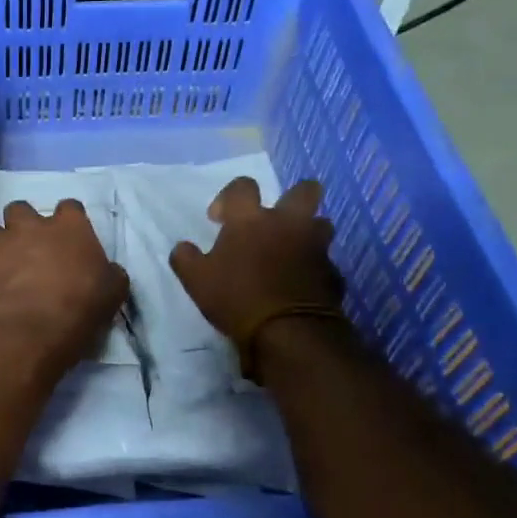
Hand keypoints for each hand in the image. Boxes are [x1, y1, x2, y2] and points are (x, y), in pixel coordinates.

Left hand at [0, 200, 128, 372]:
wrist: (35, 328)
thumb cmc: (82, 306)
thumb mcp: (113, 292)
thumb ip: (109, 274)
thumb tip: (109, 272)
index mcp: (69, 226)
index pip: (70, 207)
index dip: (69, 220)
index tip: (71, 236)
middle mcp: (31, 227)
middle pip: (19, 208)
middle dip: (22, 223)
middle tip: (29, 245)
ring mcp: (1, 245)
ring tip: (4, 263)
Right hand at [169, 177, 343, 340]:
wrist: (288, 331)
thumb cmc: (236, 298)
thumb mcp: (196, 281)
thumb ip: (186, 258)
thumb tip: (183, 248)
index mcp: (251, 219)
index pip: (243, 186)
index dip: (229, 197)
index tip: (219, 219)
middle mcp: (288, 223)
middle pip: (304, 190)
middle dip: (292, 199)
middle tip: (274, 221)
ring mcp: (315, 247)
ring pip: (320, 225)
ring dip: (306, 234)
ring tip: (289, 254)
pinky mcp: (332, 272)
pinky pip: (324, 263)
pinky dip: (313, 270)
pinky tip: (299, 286)